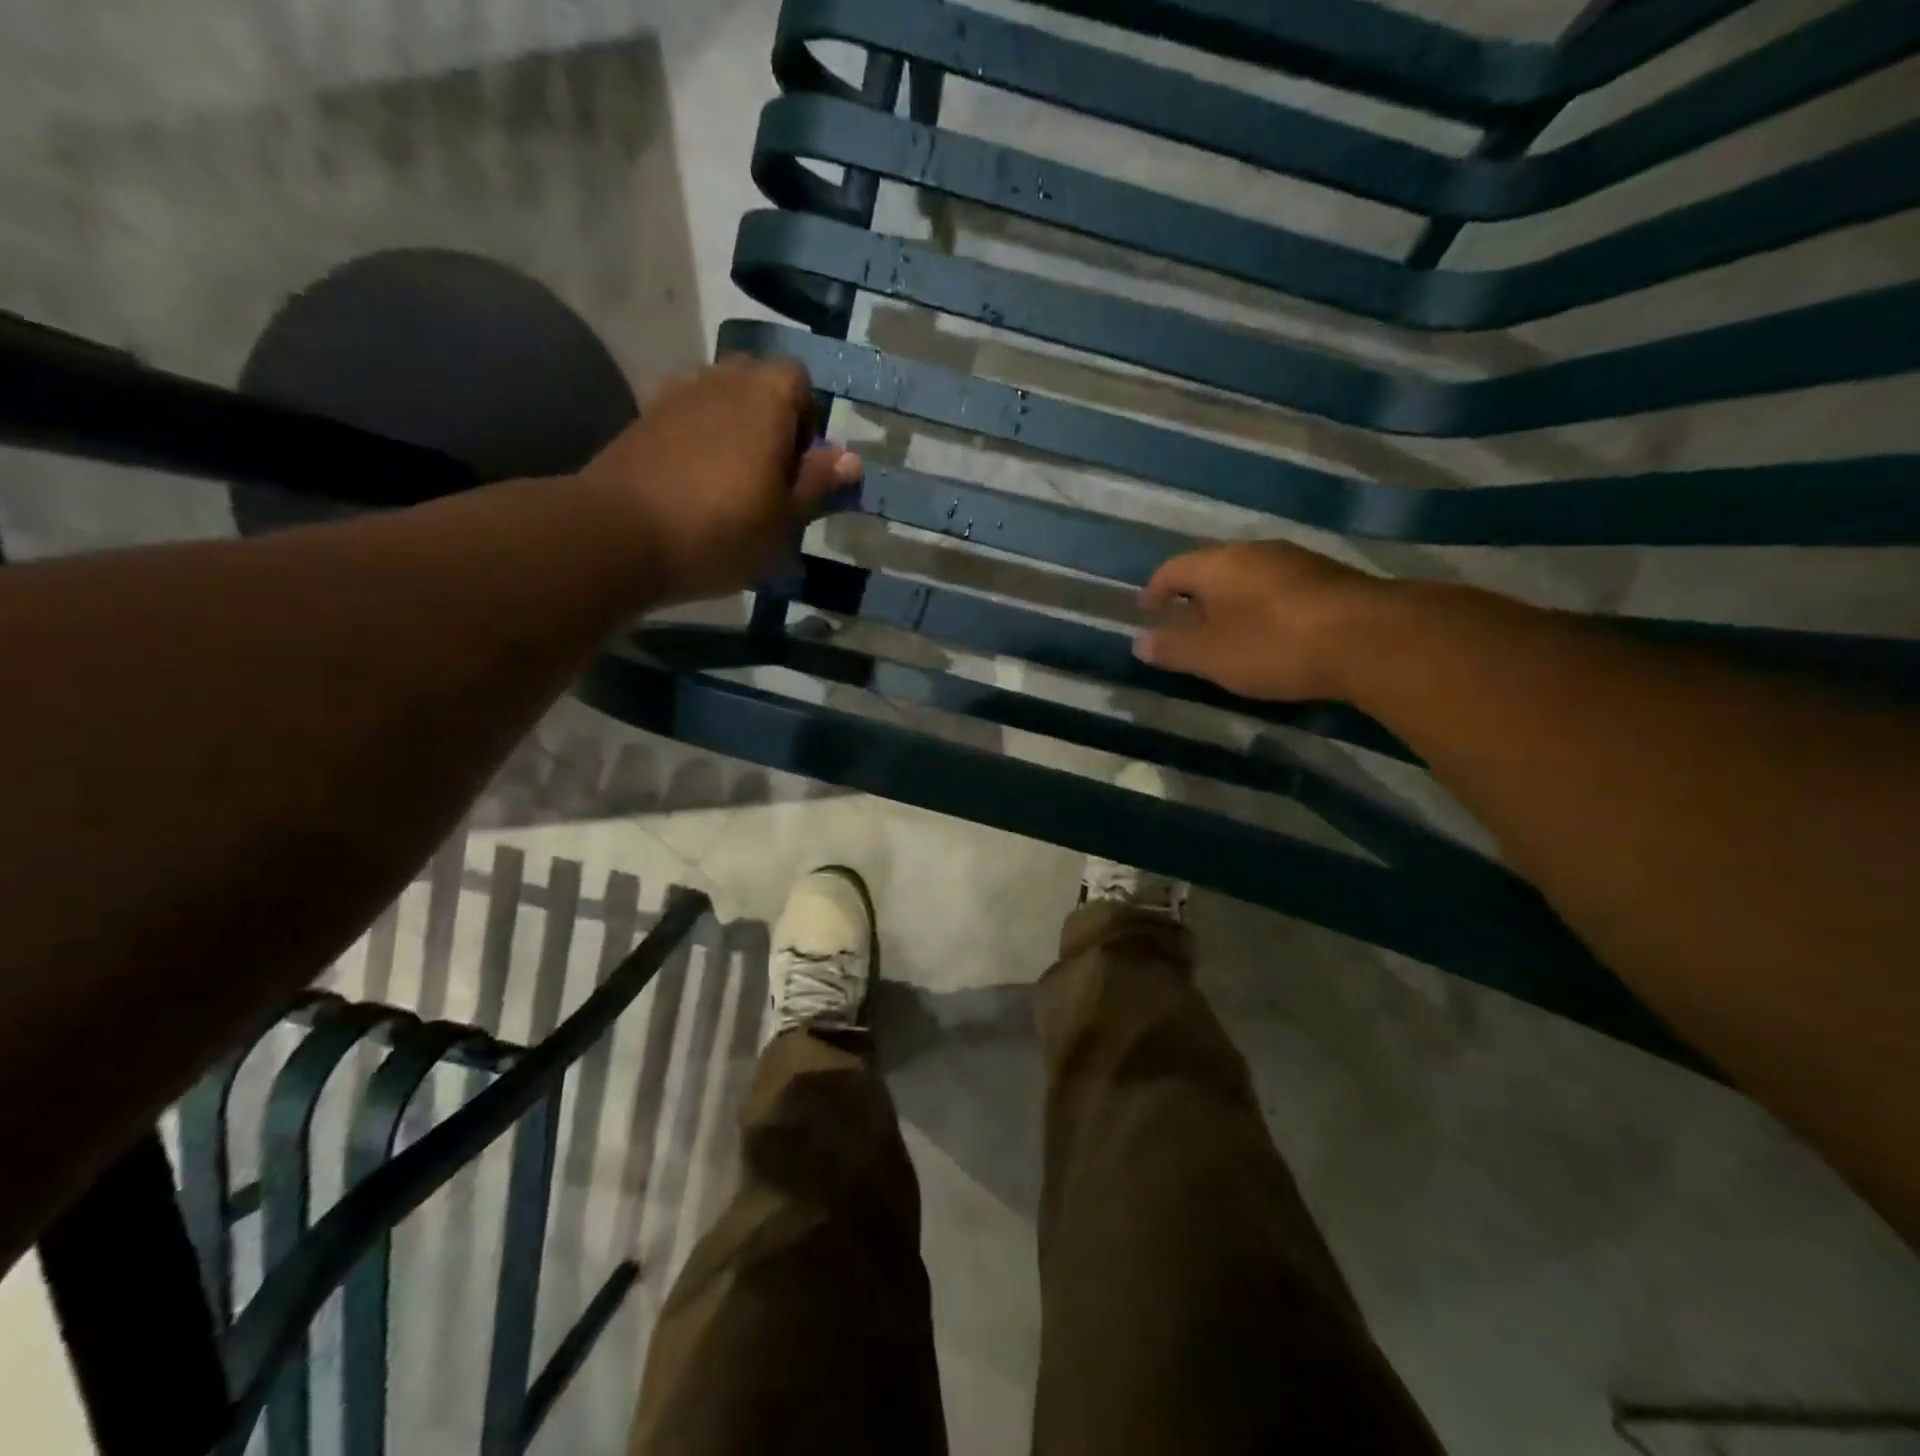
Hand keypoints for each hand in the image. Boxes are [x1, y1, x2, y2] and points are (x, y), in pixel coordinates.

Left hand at [580, 356, 861, 605]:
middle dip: (771, 419)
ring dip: (733, 428)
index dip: (807, 418)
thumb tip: (851, 458)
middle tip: (770, 476)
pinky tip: (694, 480)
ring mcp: (675, 395)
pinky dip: (698, 438)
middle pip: (757, 382)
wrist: (620, 536)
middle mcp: (720, 380)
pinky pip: (685, 416)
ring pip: (719, 398)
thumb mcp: (785, 517)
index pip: (799, 379)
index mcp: (765, 396)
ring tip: (732, 480)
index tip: (800, 466)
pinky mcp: (642, 419)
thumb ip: (818, 482)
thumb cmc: (722, 529)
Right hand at [1134, 540, 1388, 700]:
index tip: (1147, 611)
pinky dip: (1263, 606)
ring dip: (1231, 600)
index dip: (1154, 590)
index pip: (1172, 569)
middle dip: (1194, 595)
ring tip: (1227, 631)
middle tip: (1185, 623)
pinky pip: (1279, 587)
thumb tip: (1139, 641)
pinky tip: (1272, 632)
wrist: (1369, 639)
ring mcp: (1296, 561)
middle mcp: (1255, 552)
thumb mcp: (1212, 656)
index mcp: (1218, 564)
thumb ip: (1173, 648)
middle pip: (1212, 568)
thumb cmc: (1274, 645)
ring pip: (1248, 576)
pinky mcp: (1329, 577)